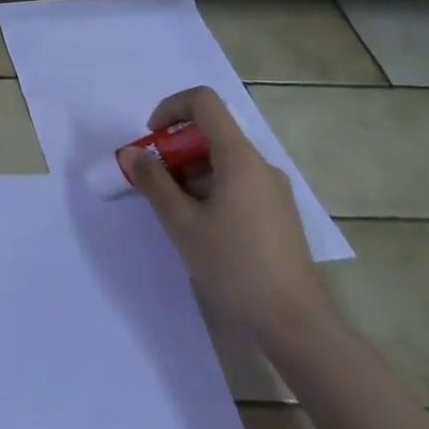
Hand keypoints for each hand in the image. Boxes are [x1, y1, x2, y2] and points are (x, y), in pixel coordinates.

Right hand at [126, 86, 332, 348]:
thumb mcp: (181, 223)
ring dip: (190, 173)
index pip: (204, 102)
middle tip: (153, 183)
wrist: (296, 325)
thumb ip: (153, 182)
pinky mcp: (278, 214)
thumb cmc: (234, 266)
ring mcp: (273, 191)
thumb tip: (132, 154)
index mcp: (240, 158)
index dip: (170, 108)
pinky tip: (200, 227)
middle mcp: (261, 166)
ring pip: (222, 161)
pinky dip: (210, 189)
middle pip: (211, 133)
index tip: (152, 140)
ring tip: (173, 212)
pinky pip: (237, 183)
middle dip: (174, 149)